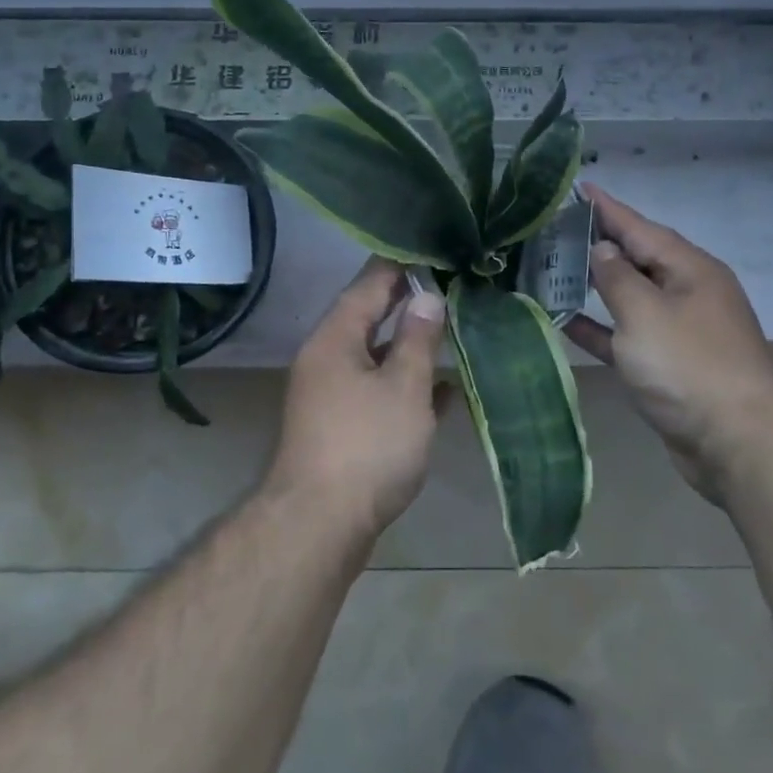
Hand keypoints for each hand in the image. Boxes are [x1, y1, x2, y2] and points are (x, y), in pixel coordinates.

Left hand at [267, 257, 448, 538]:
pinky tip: (443, 390)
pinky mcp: (342, 426)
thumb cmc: (366, 446)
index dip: (402, 264)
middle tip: (452, 283)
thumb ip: (418, 339)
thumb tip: (428, 297)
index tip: (435, 247)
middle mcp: (327, 358)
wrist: (319, 526)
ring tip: (453, 327)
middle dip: (409, 301)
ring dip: (410, 344)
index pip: (369, 283)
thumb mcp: (403, 387)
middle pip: (370, 317)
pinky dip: (406, 384)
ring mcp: (331, 394)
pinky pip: (378, 390)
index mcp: (335, 338)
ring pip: (376, 356)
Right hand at [565, 185, 772, 502]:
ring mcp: (680, 331)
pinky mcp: (669, 367)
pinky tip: (565, 320)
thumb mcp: (646, 313)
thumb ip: (618, 277)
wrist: (738, 444)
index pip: (640, 227)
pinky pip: (627, 336)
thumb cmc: (689, 367)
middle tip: (555, 227)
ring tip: (553, 267)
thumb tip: (603, 249)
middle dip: (599, 243)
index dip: (607, 208)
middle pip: (637, 258)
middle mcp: (688, 293)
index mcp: (690, 270)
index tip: (578, 187)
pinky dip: (600, 328)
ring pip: (630, 297)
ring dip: (595, 285)